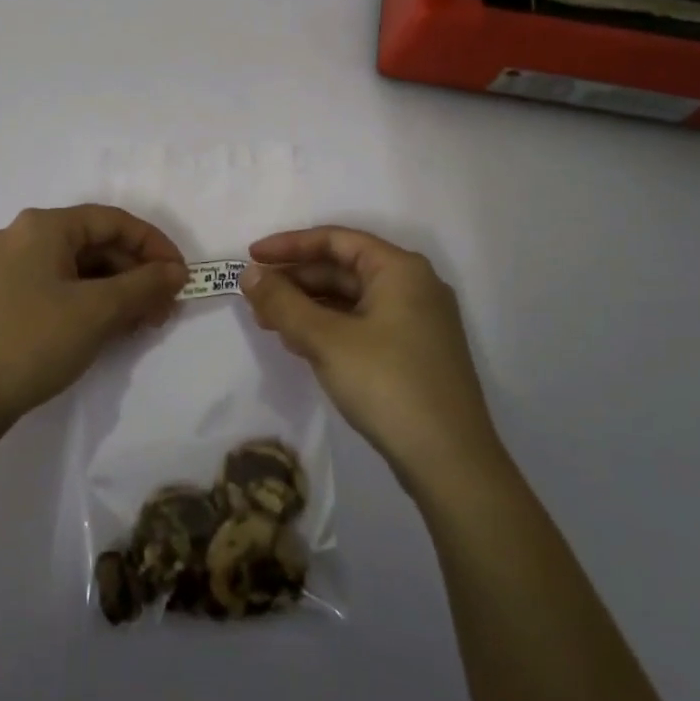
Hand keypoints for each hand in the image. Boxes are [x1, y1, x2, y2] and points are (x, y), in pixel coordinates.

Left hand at [0, 205, 187, 444]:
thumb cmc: (31, 341)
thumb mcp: (96, 312)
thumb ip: (144, 285)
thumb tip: (176, 271)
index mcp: (43, 226)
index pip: (113, 221)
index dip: (154, 245)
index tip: (181, 277)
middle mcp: (23, 238)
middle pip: (95, 244)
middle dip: (136, 274)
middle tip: (165, 309)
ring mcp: (10, 270)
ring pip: (79, 269)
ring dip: (117, 292)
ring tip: (143, 324)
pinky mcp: (5, 300)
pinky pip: (60, 289)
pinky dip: (90, 304)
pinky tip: (110, 330)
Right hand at [240, 227, 501, 491]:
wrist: (449, 460)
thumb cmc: (387, 384)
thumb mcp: (326, 339)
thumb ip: (283, 303)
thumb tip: (250, 274)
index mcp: (399, 269)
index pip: (335, 240)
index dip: (289, 245)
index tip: (251, 257)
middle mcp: (413, 286)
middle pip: (343, 268)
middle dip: (296, 280)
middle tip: (255, 297)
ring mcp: (417, 321)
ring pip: (351, 299)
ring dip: (308, 306)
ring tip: (269, 322)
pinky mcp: (413, 352)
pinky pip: (362, 324)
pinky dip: (329, 328)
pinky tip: (300, 344)